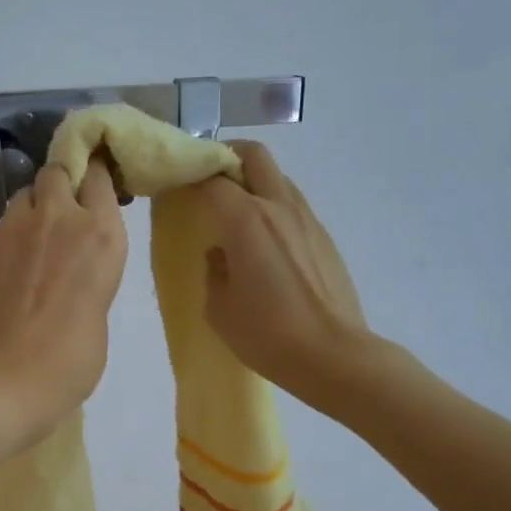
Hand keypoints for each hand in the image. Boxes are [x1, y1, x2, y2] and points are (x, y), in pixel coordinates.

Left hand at [0, 158, 128, 445]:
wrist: (6, 379)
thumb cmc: (72, 359)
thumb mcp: (99, 307)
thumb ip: (90, 271)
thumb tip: (71, 267)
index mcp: (100, 234)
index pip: (97, 175)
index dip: (95, 177)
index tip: (96, 187)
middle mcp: (58, 218)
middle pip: (56, 172)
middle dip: (61, 184)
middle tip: (63, 216)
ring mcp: (14, 230)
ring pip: (24, 196)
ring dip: (33, 210)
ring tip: (33, 244)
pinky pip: (2, 229)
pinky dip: (10, 240)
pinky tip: (11, 274)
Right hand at [194, 143, 369, 404]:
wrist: (334, 356)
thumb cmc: (267, 334)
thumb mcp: (219, 308)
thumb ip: (214, 269)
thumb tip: (222, 253)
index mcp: (246, 220)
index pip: (211, 177)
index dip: (190, 176)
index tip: (177, 187)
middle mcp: (278, 207)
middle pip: (253, 155)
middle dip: (227, 157)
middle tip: (210, 181)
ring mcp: (307, 219)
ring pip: (278, 177)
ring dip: (254, 182)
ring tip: (237, 214)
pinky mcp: (324, 237)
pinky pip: (293, 206)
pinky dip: (274, 208)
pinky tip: (266, 244)